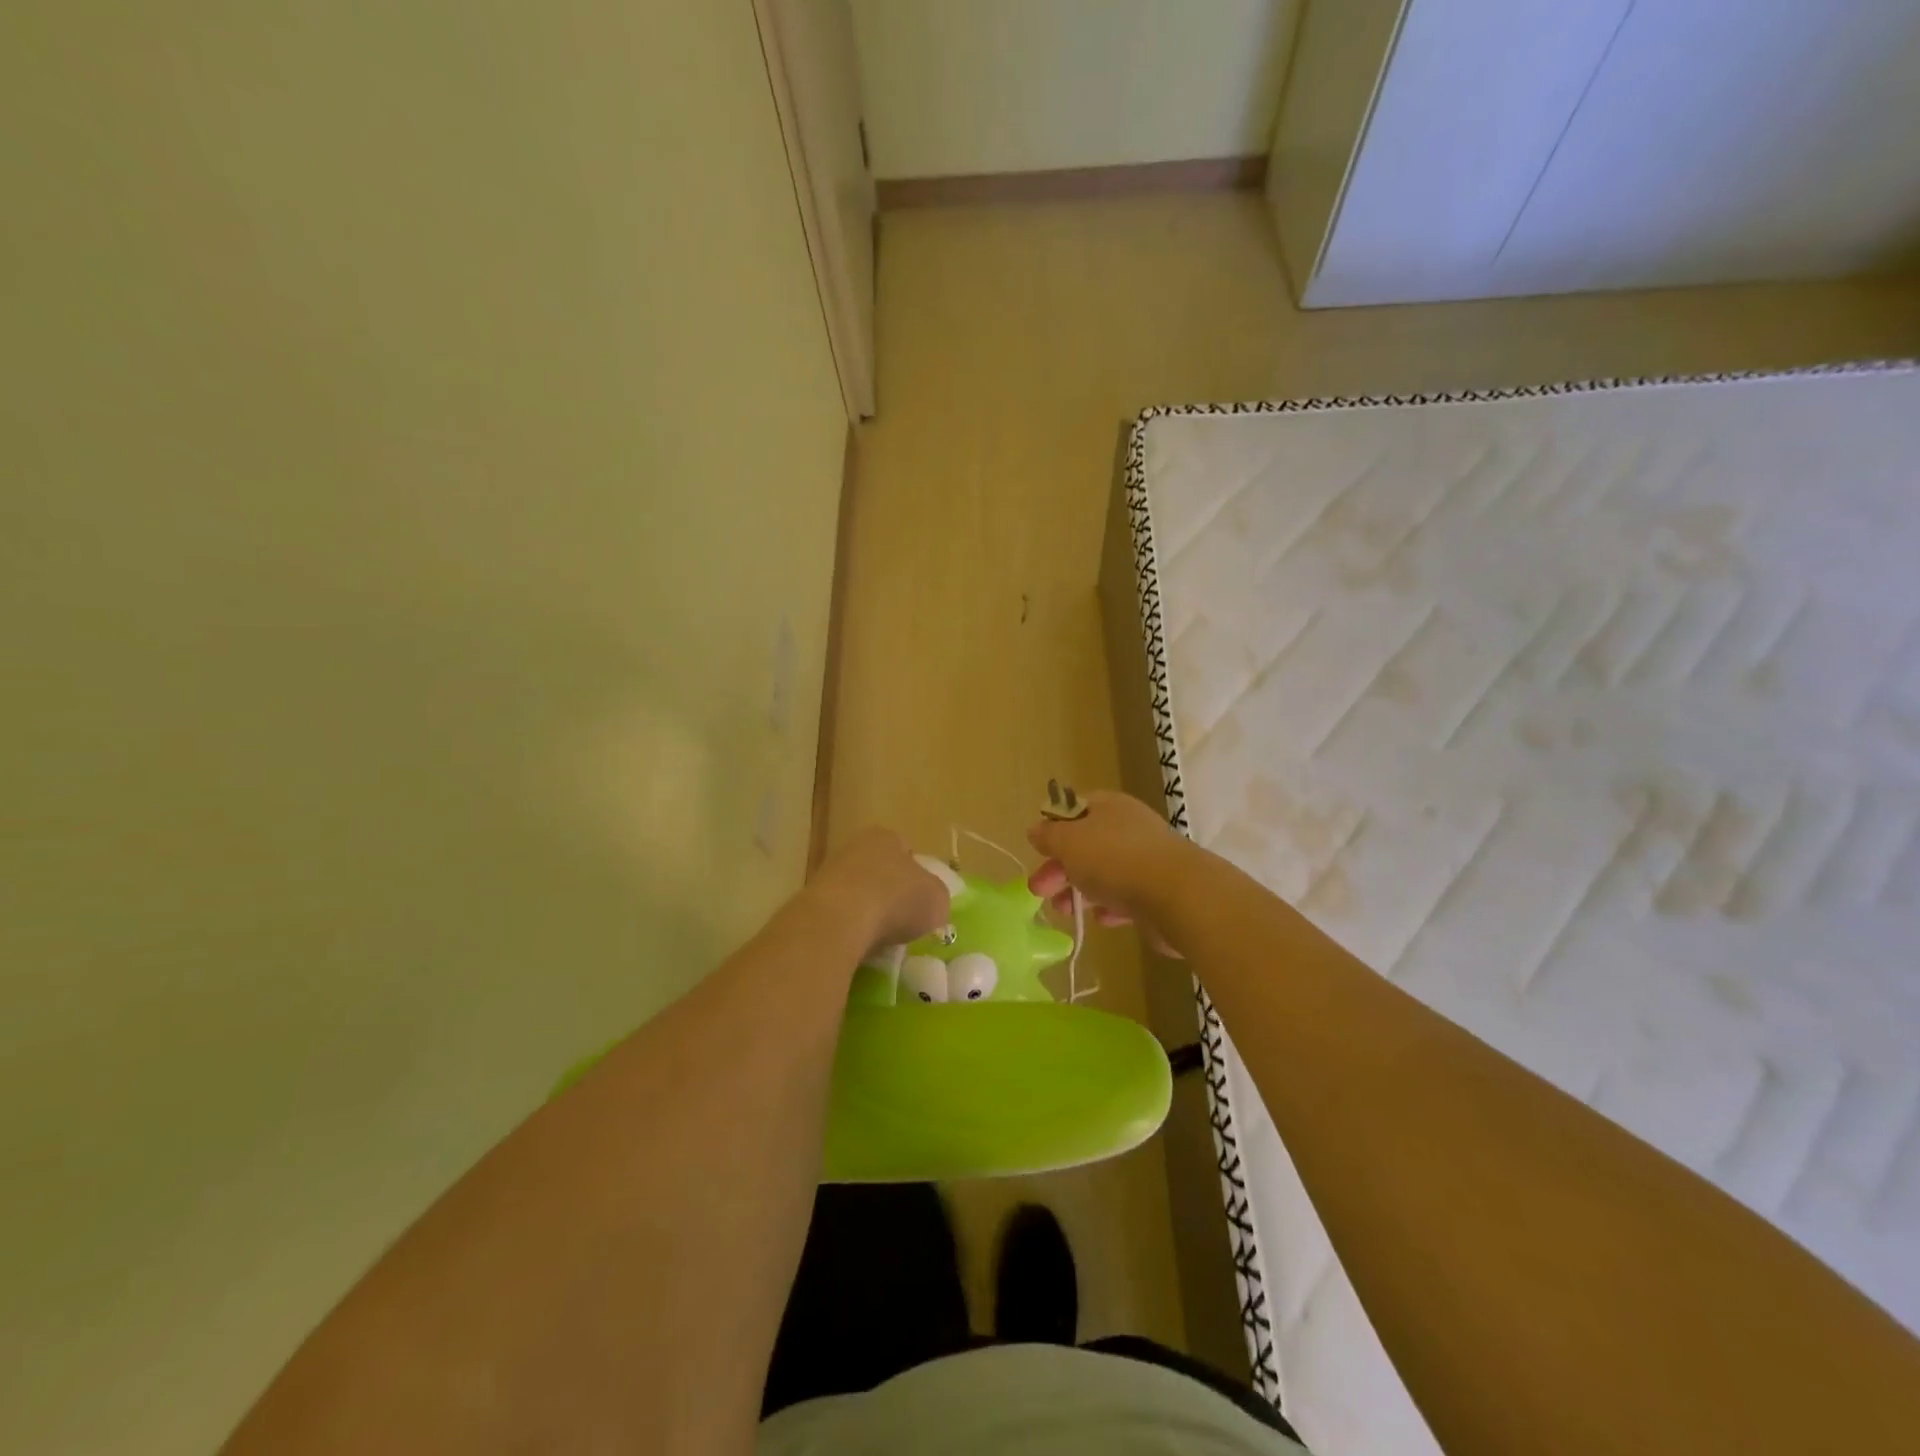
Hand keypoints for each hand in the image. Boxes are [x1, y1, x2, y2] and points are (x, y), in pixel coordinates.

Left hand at [807, 827, 951, 953]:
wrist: (839, 921)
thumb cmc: (896, 900)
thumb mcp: (937, 900)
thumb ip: (936, 897)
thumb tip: (930, 904)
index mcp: (886, 837)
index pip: (905, 850)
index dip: (916, 875)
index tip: (921, 901)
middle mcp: (855, 847)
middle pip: (878, 870)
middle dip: (889, 893)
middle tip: (901, 920)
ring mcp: (828, 873)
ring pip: (857, 893)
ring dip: (867, 912)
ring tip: (880, 939)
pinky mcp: (810, 901)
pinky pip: (839, 915)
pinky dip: (849, 928)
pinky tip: (858, 945)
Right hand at [1026, 791, 1190, 953]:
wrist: (1178, 896)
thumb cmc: (1114, 859)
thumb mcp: (1068, 841)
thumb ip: (1049, 835)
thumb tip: (1036, 829)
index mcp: (1109, 806)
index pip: (1075, 808)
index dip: (1053, 827)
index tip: (1037, 851)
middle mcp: (1129, 827)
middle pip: (1086, 844)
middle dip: (1060, 867)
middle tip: (1039, 890)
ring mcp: (1147, 859)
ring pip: (1104, 873)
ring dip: (1080, 891)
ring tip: (1064, 912)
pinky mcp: (1159, 891)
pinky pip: (1126, 896)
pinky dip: (1109, 906)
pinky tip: (1101, 919)